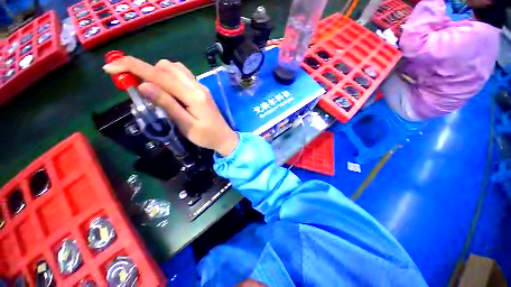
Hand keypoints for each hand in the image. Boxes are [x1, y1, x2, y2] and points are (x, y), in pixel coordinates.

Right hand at [103, 56, 238, 155]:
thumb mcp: (186, 125)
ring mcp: (200, 87)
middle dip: (144, 69)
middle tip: (132, 85)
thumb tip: (144, 85)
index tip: (110, 67)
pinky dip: (168, 77)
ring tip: (149, 89)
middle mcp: (197, 86)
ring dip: (157, 73)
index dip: (133, 67)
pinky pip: (181, 76)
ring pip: (174, 69)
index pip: (160, 75)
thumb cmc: (206, 137)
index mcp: (194, 95)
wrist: (224, 138)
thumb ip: (167, 105)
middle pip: (167, 66)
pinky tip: (165, 90)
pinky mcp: (201, 90)